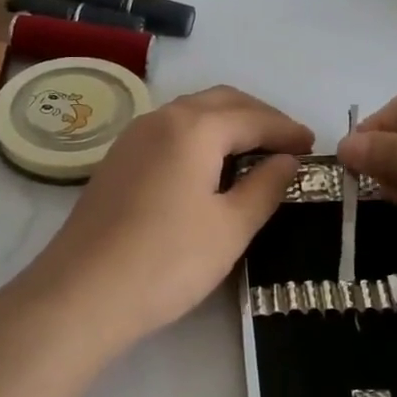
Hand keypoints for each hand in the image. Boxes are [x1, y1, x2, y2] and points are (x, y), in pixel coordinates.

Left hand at [19, 86, 313, 346]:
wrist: (82, 295)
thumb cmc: (168, 260)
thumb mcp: (231, 227)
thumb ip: (265, 187)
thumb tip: (287, 161)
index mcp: (194, 127)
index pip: (252, 117)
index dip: (287, 130)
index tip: (314, 146)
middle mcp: (161, 118)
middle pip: (221, 101)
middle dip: (259, 116)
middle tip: (289, 144)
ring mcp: (133, 137)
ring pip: (192, 113)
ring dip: (228, 123)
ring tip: (256, 152)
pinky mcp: (118, 160)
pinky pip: (171, 132)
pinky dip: (201, 137)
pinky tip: (210, 166)